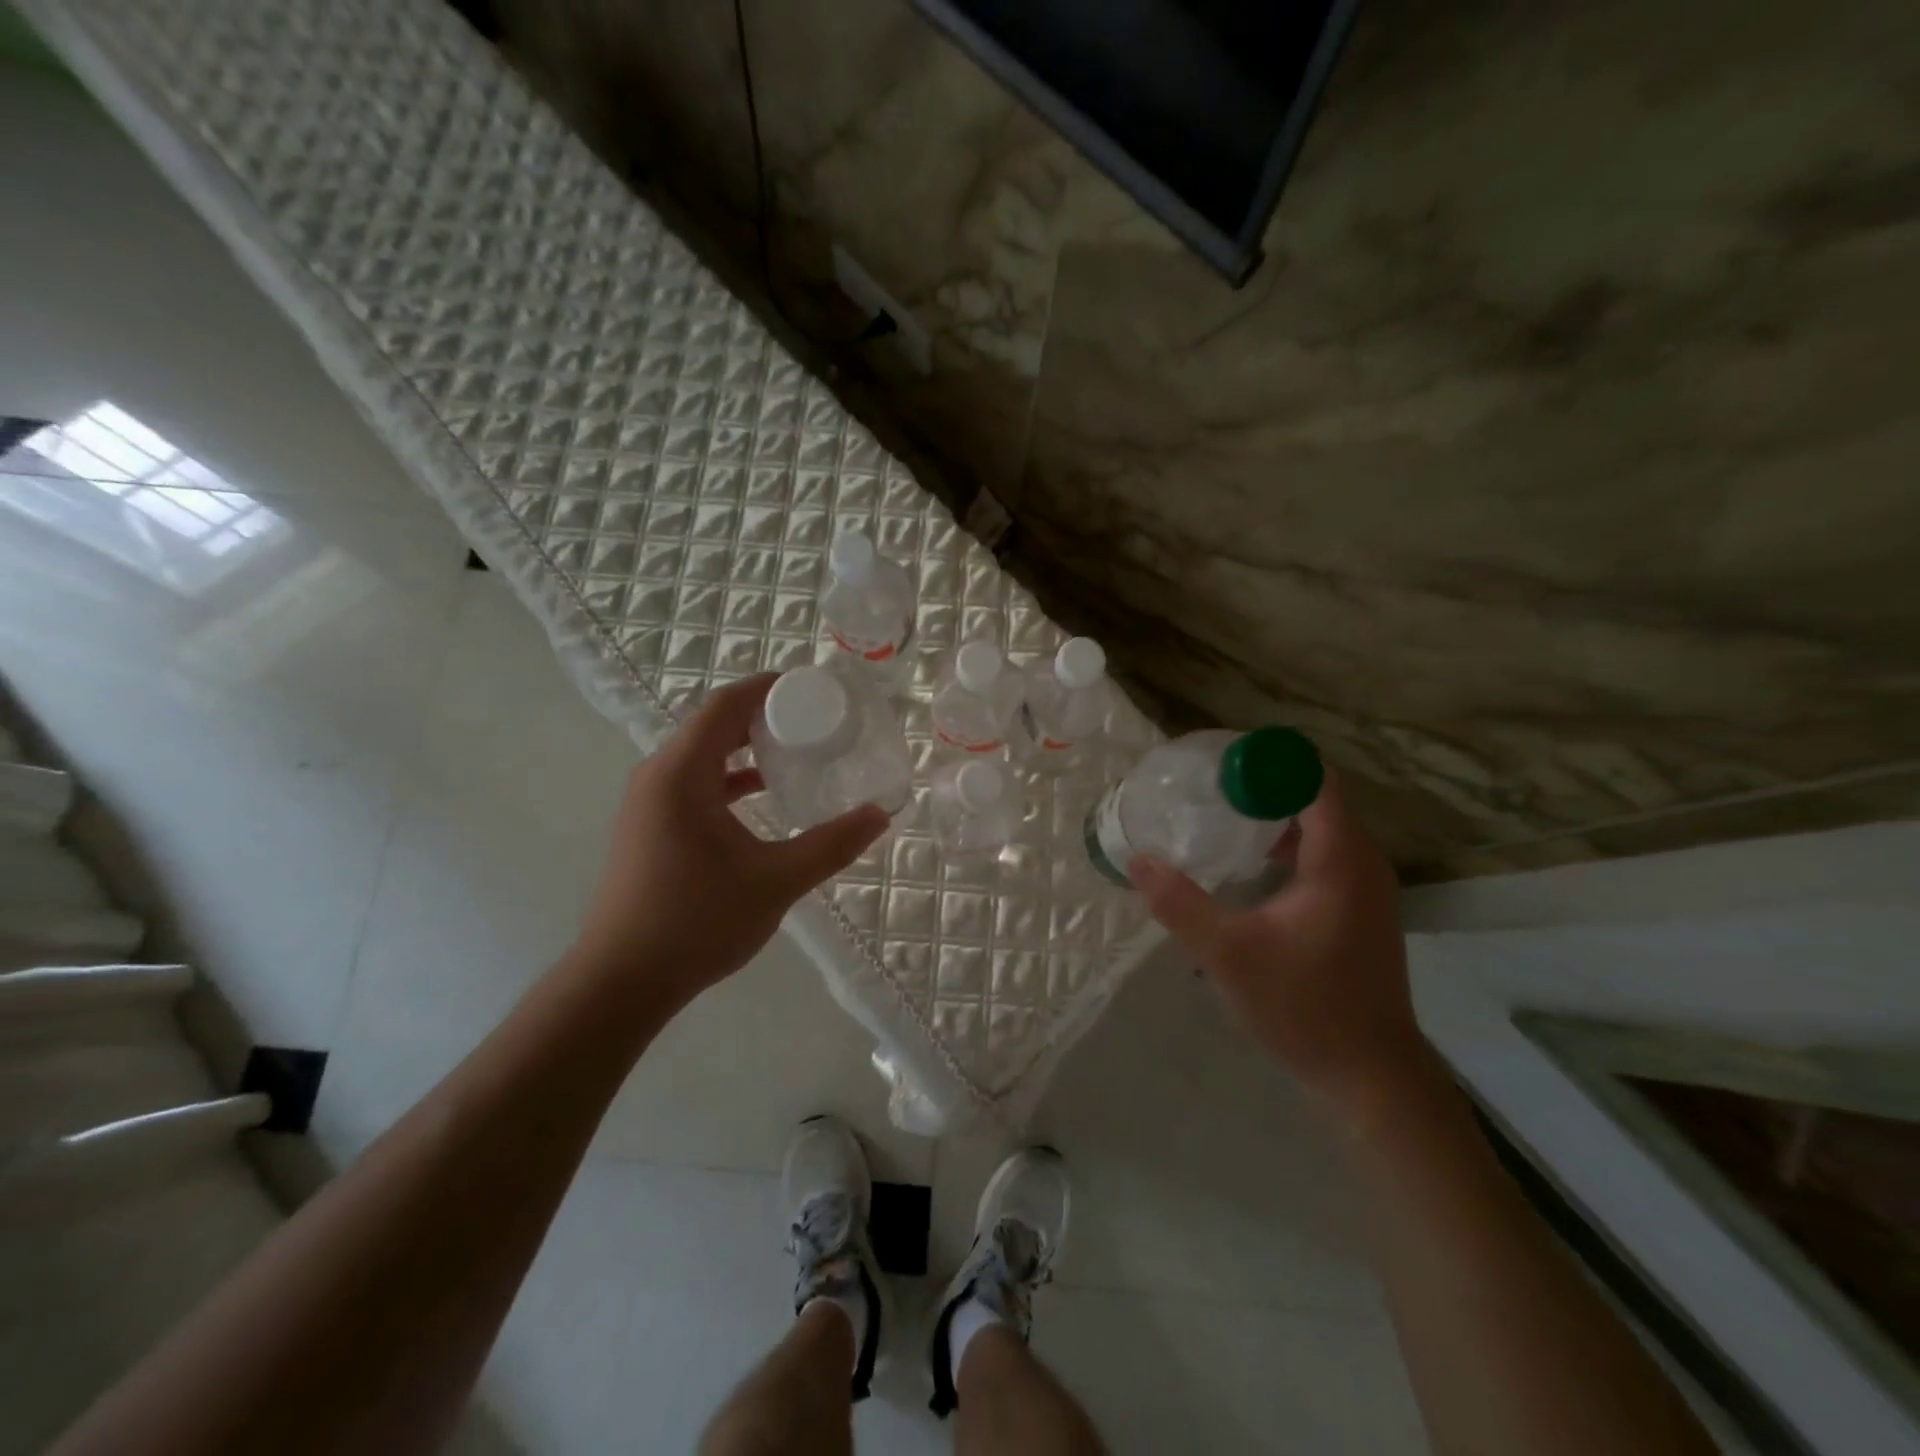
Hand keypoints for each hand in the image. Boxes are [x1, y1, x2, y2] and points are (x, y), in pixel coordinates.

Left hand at [569, 673, 888, 1009]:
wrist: (622, 982)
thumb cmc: (696, 922)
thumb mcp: (775, 881)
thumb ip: (831, 845)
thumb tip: (880, 815)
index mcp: (681, 773)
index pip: (725, 705)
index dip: (768, 688)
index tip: (813, 687)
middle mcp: (659, 776)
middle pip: (715, 724)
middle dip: (765, 716)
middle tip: (817, 719)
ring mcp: (651, 802)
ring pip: (705, 755)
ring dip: (748, 748)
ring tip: (798, 752)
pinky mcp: (651, 826)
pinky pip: (696, 782)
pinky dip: (732, 778)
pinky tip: (765, 796)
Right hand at [1127, 772, 1432, 1127]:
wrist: (1370, 1076)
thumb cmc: (1305, 1007)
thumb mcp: (1229, 954)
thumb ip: (1180, 903)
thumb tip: (1138, 860)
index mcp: (1339, 859)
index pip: (1312, 780)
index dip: (1267, 763)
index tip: (1218, 765)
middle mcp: (1362, 863)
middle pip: (1314, 798)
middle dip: (1262, 786)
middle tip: (1207, 790)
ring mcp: (1365, 888)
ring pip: (1319, 829)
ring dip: (1273, 818)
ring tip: (1219, 820)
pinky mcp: (1359, 911)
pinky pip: (1323, 856)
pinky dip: (1286, 846)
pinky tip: (1248, 868)